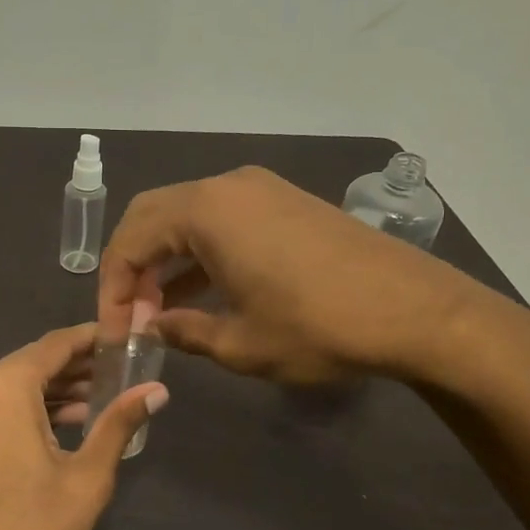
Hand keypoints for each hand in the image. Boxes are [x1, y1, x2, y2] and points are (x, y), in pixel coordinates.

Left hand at [0, 325, 166, 529]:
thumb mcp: (88, 477)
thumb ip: (119, 423)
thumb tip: (158, 389)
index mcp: (1, 388)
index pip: (54, 345)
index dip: (91, 339)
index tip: (123, 339)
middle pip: (30, 363)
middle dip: (74, 368)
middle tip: (119, 373)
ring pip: (9, 387)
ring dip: (50, 390)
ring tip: (98, 401)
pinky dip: (24, 410)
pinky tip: (59, 425)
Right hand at [99, 165, 479, 384]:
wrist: (417, 312)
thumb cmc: (318, 328)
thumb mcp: (241, 343)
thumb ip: (184, 332)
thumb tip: (154, 329)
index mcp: (206, 212)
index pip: (130, 241)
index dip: (111, 289)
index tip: (114, 331)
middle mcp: (228, 186)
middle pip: (153, 217)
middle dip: (132, 268)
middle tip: (131, 316)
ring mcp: (261, 189)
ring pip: (188, 218)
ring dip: (166, 261)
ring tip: (160, 312)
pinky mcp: (286, 203)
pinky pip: (223, 220)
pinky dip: (201, 253)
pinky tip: (201, 293)